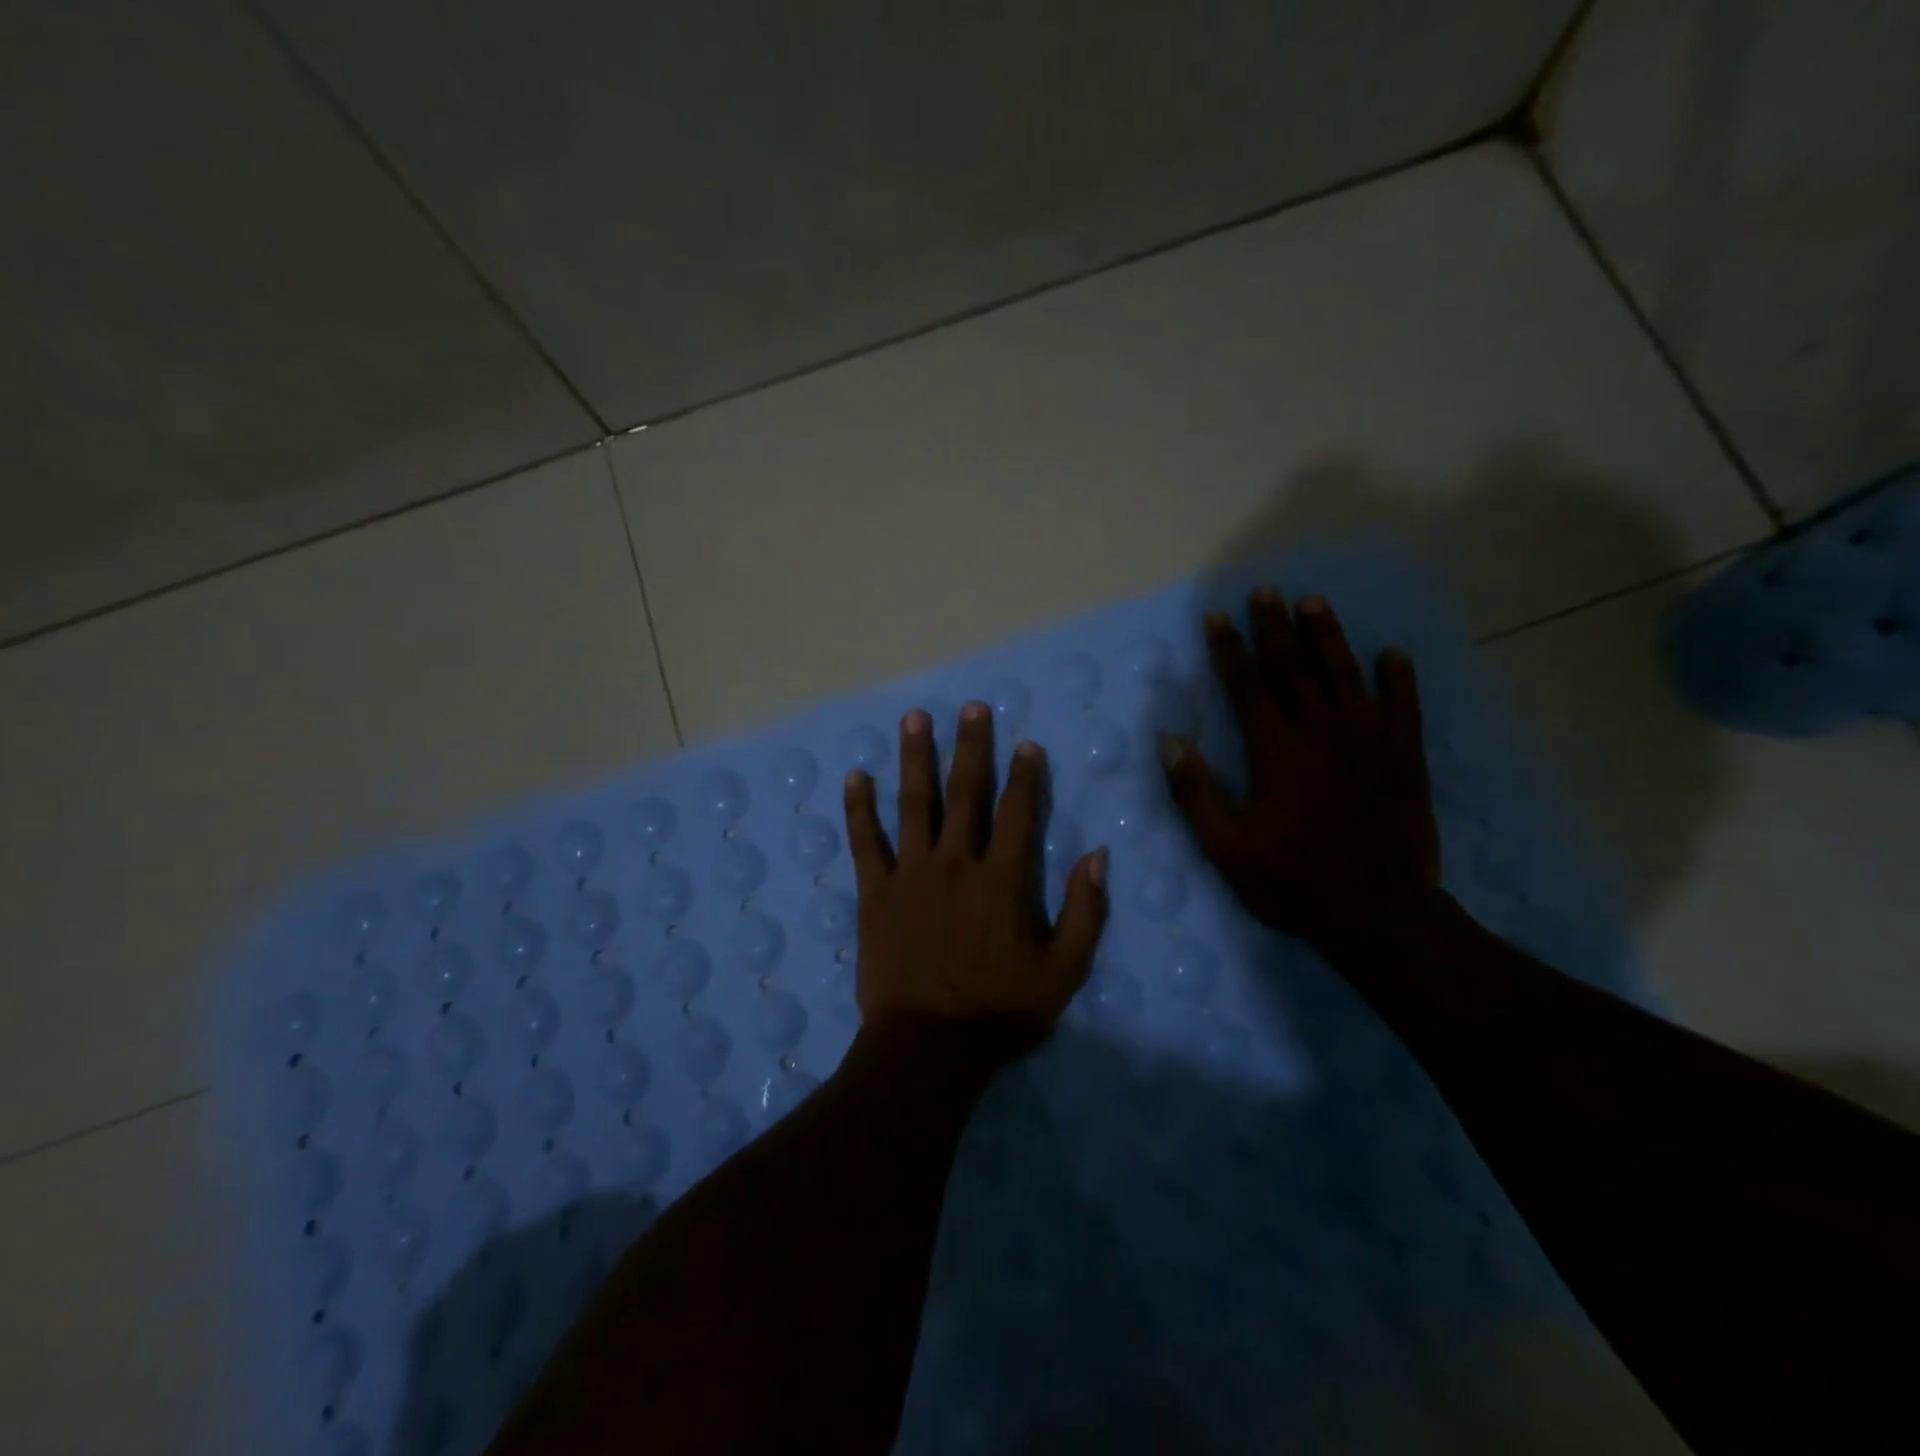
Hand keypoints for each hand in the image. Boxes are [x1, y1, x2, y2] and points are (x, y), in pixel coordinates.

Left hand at [843, 702, 1109, 1065]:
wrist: (927, 1048)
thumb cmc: (998, 1012)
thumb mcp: (1062, 972)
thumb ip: (1085, 912)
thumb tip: (1098, 855)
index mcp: (1002, 880)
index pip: (1018, 813)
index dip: (1025, 776)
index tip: (1026, 744)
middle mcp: (956, 863)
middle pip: (965, 793)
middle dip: (970, 747)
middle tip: (970, 707)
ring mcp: (911, 873)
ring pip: (913, 804)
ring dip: (914, 758)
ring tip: (913, 718)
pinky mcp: (875, 892)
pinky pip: (865, 841)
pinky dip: (859, 808)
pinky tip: (854, 776)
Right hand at [1159, 588, 1440, 949]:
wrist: (1378, 914)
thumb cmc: (1293, 881)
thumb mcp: (1227, 848)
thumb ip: (1196, 793)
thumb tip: (1169, 741)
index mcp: (1277, 754)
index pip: (1248, 688)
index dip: (1230, 650)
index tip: (1217, 617)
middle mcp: (1322, 736)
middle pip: (1295, 670)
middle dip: (1276, 628)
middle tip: (1266, 591)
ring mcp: (1369, 745)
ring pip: (1347, 677)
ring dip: (1329, 638)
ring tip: (1315, 602)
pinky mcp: (1405, 761)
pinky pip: (1405, 710)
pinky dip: (1399, 680)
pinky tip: (1393, 654)